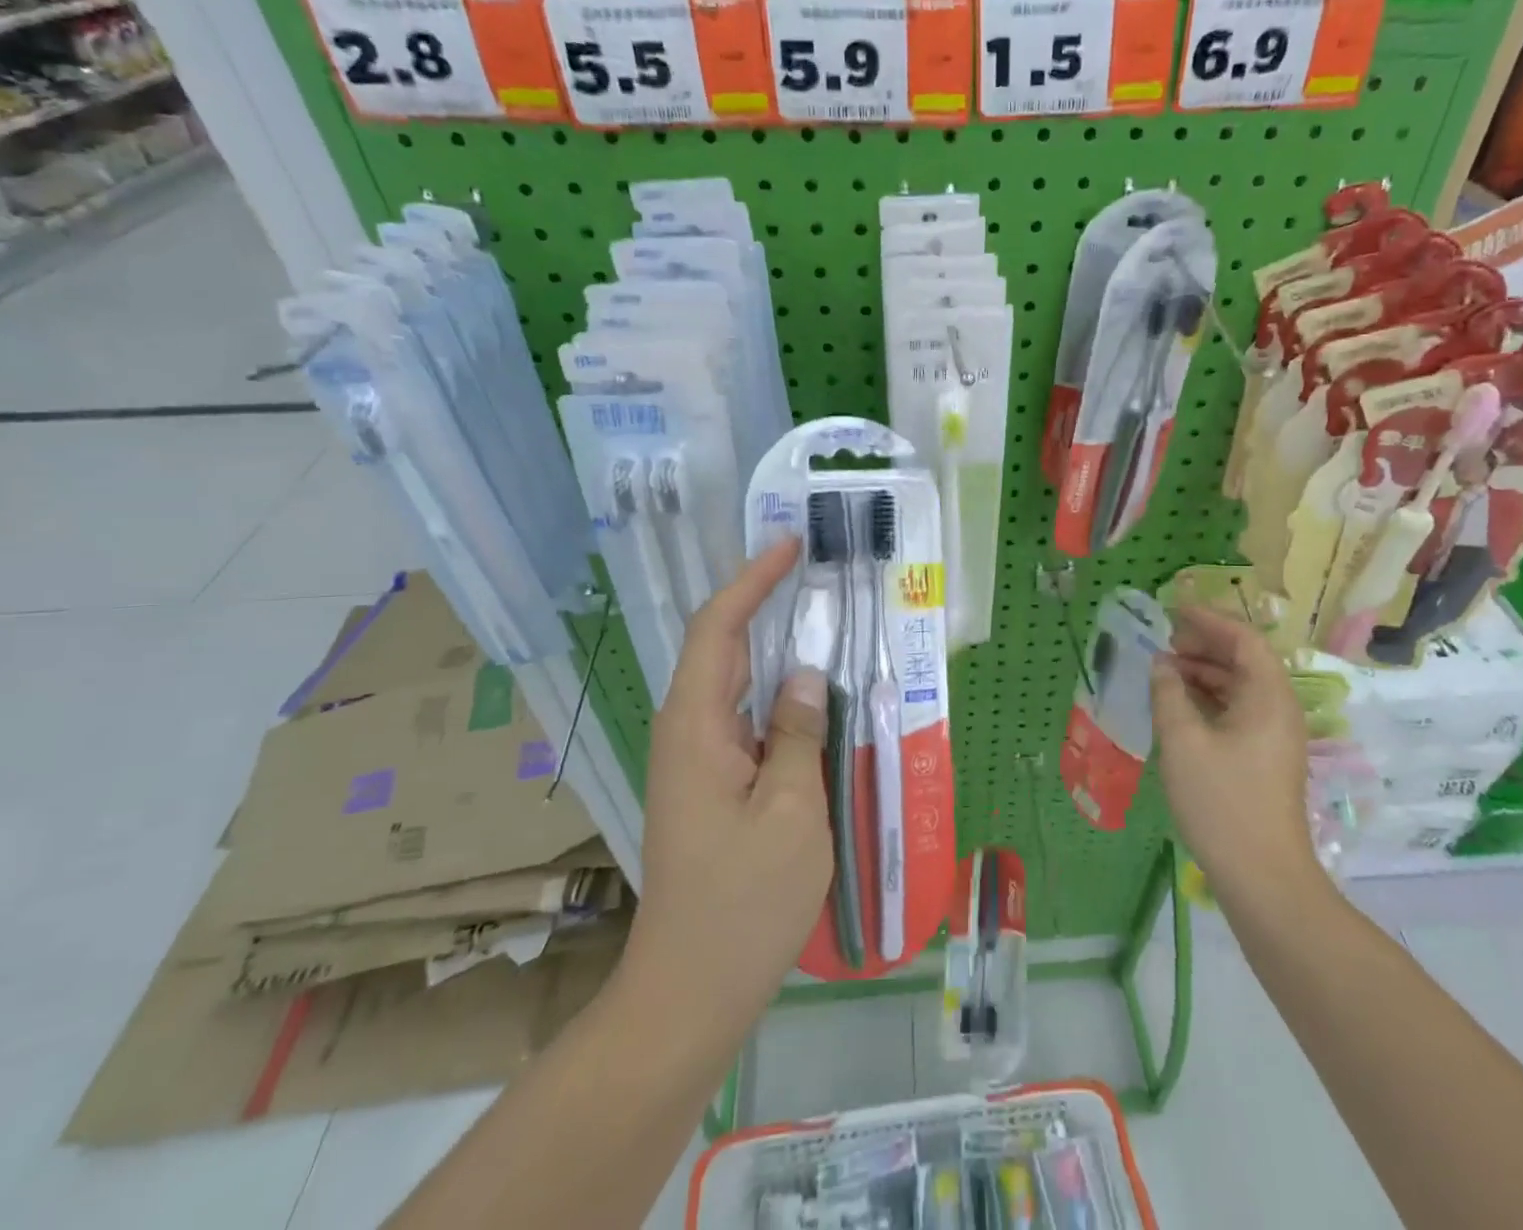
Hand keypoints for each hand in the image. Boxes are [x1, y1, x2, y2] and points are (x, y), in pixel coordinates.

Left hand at [622, 536, 831, 1031]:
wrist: (691, 991)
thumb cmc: (744, 904)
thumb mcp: (791, 812)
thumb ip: (801, 734)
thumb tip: (809, 675)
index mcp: (696, 728)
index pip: (717, 629)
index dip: (751, 581)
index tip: (789, 546)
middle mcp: (688, 733)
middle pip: (720, 647)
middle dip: (761, 600)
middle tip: (813, 570)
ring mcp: (698, 761)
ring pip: (735, 683)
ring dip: (772, 645)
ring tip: (820, 616)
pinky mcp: (713, 784)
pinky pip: (747, 718)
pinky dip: (778, 692)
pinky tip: (814, 695)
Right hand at [1149, 606, 1323, 908]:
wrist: (1262, 876)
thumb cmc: (1221, 802)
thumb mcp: (1182, 741)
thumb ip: (1168, 693)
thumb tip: (1162, 663)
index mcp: (1268, 695)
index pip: (1243, 638)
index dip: (1208, 619)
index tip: (1172, 610)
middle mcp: (1279, 707)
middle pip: (1245, 659)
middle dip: (1204, 644)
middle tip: (1164, 642)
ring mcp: (1276, 734)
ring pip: (1241, 685)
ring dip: (1205, 672)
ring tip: (1165, 671)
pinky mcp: (1267, 756)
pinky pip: (1239, 709)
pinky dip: (1211, 697)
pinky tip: (1181, 705)